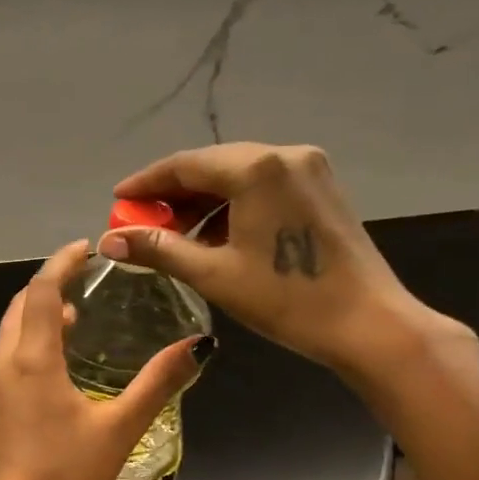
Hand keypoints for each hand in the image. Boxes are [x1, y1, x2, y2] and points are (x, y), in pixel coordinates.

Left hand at [0, 240, 207, 479]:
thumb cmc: (66, 476)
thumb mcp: (119, 428)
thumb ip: (158, 384)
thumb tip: (198, 347)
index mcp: (32, 359)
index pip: (41, 291)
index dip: (61, 263)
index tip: (86, 247)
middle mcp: (4, 363)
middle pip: (20, 306)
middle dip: (49, 284)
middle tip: (84, 275)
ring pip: (11, 332)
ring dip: (38, 314)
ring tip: (77, 313)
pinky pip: (9, 357)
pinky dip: (31, 341)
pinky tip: (58, 361)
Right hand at [100, 143, 454, 374]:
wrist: (369, 324)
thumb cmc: (287, 299)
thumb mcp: (214, 274)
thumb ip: (158, 249)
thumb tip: (109, 241)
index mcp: (257, 168)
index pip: (185, 165)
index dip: (146, 183)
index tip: (117, 201)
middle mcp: (284, 155)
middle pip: (212, 166)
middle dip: (173, 194)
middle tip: (143, 223)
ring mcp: (309, 168)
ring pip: (238, 175)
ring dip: (203, 202)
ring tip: (176, 236)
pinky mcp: (322, 187)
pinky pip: (263, 185)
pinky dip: (233, 205)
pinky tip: (216, 235)